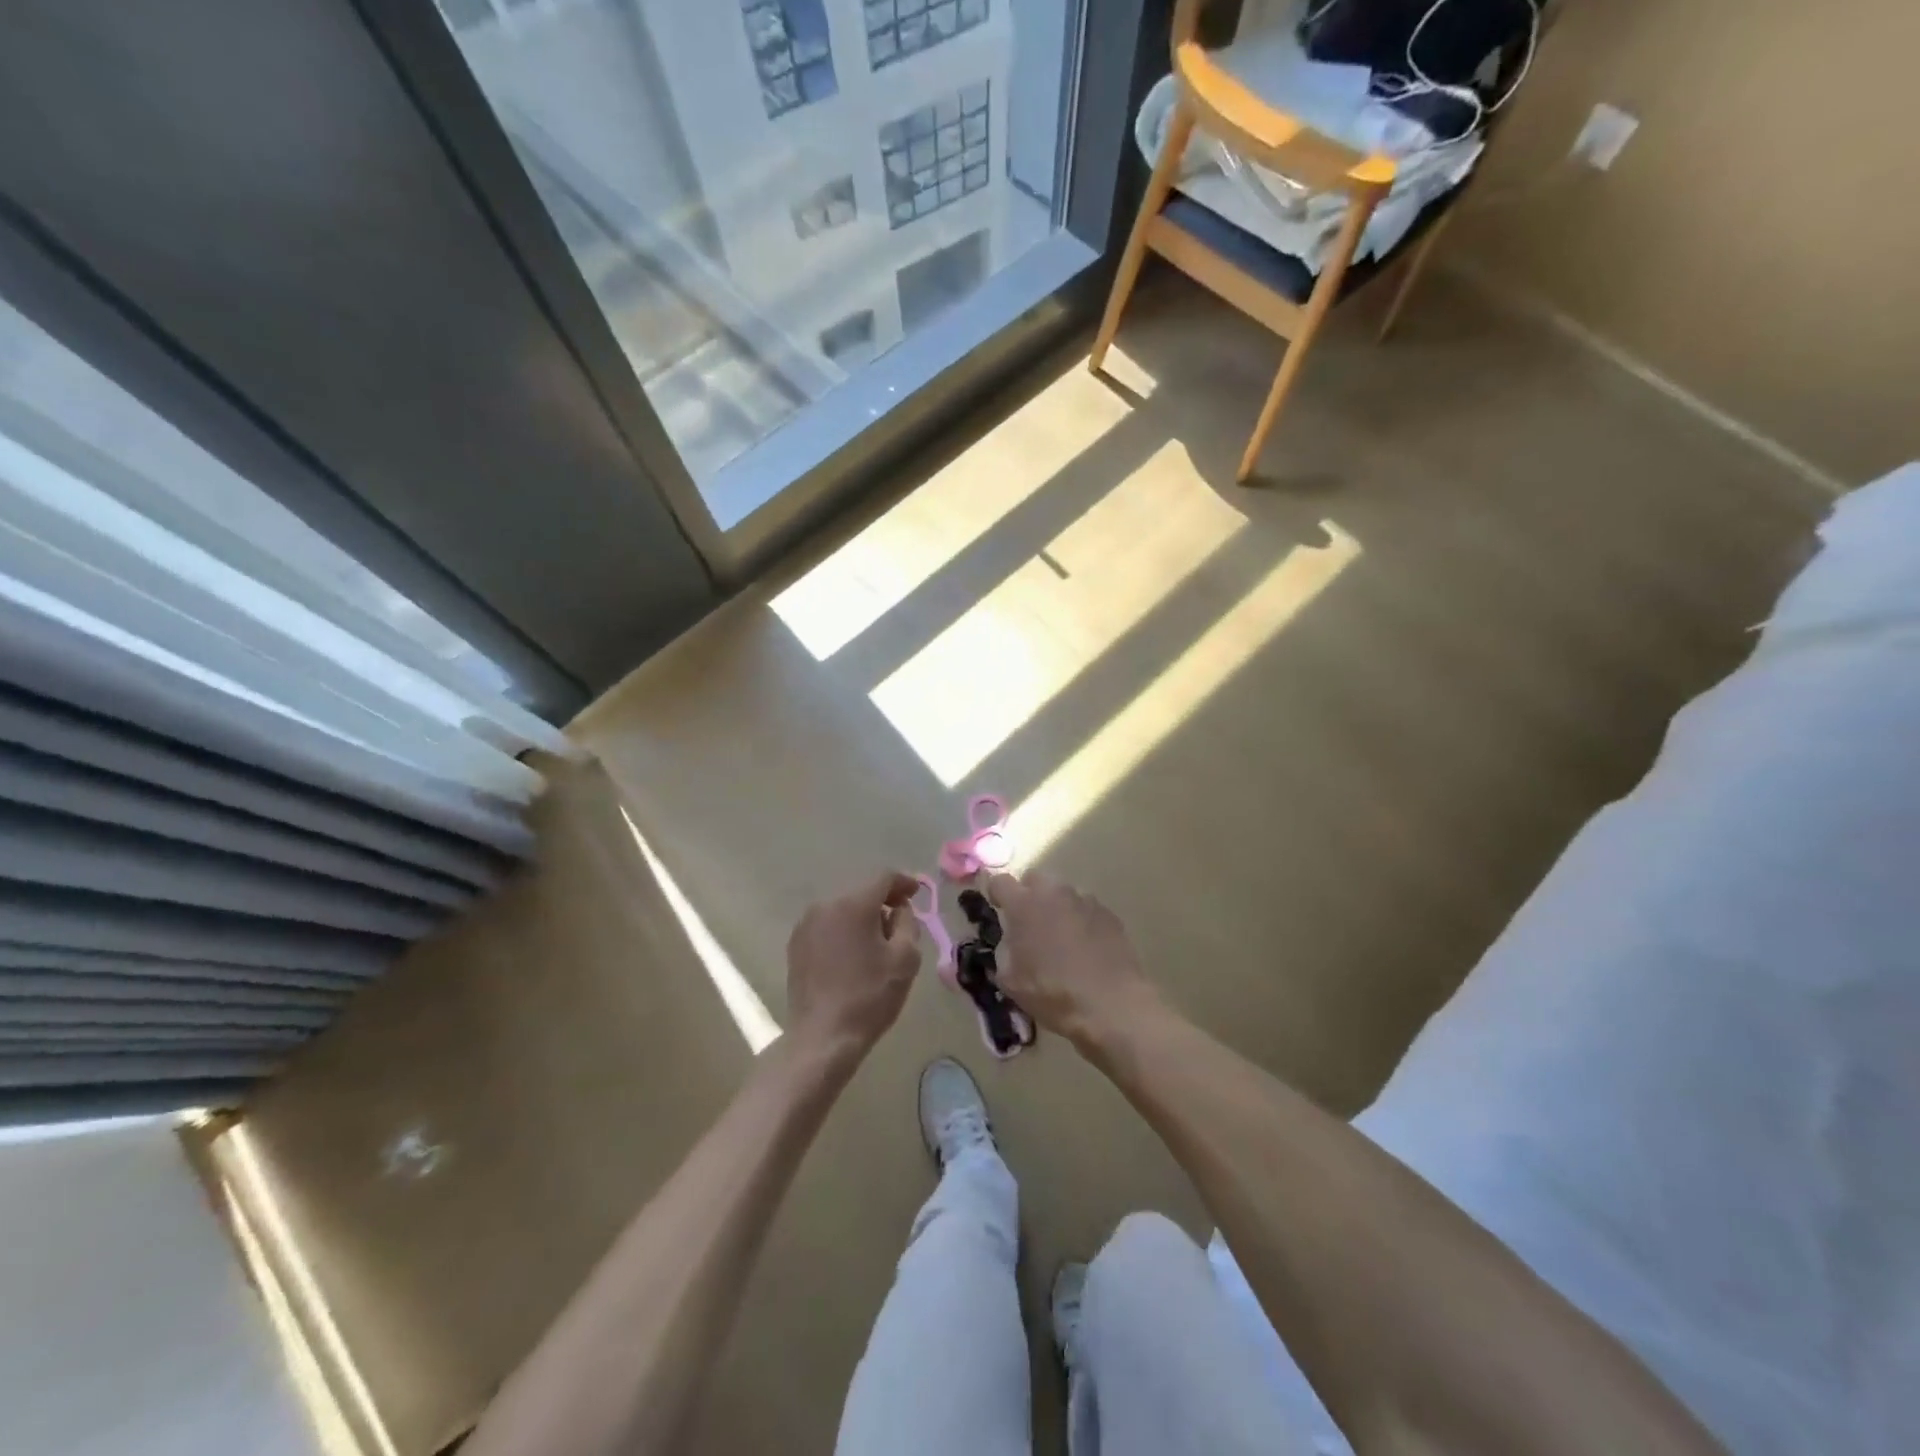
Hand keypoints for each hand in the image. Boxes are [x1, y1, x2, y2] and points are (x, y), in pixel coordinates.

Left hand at [785, 871, 922, 1059]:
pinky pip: (827, 926)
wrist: (823, 1037)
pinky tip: (852, 956)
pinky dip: (843, 931)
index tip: (916, 894)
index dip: (904, 882)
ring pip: (842, 909)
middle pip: (861, 892)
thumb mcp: (905, 958)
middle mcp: (825, 905)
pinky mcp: (796, 945)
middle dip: (883, 902)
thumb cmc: (870, 996)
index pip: (883, 878)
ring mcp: (806, 925)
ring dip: (862, 918)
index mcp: (853, 904)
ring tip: (876, 944)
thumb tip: (899, 909)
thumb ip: (907, 922)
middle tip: (900, 923)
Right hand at [986, 872, 1164, 1053]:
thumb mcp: (1011, 981)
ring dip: (1056, 907)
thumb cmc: (1053, 993)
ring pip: (1062, 893)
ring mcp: (1085, 900)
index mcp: (1024, 904)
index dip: (996, 894)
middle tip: (1030, 923)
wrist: (1111, 1005)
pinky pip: (1086, 908)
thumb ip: (1003, 952)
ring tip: (1061, 937)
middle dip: (1028, 895)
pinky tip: (1085, 947)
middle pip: (1034, 879)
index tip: (998, 909)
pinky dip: (1081, 920)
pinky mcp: (1109, 913)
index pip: (1000, 882)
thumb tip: (1009, 942)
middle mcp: (1054, 892)